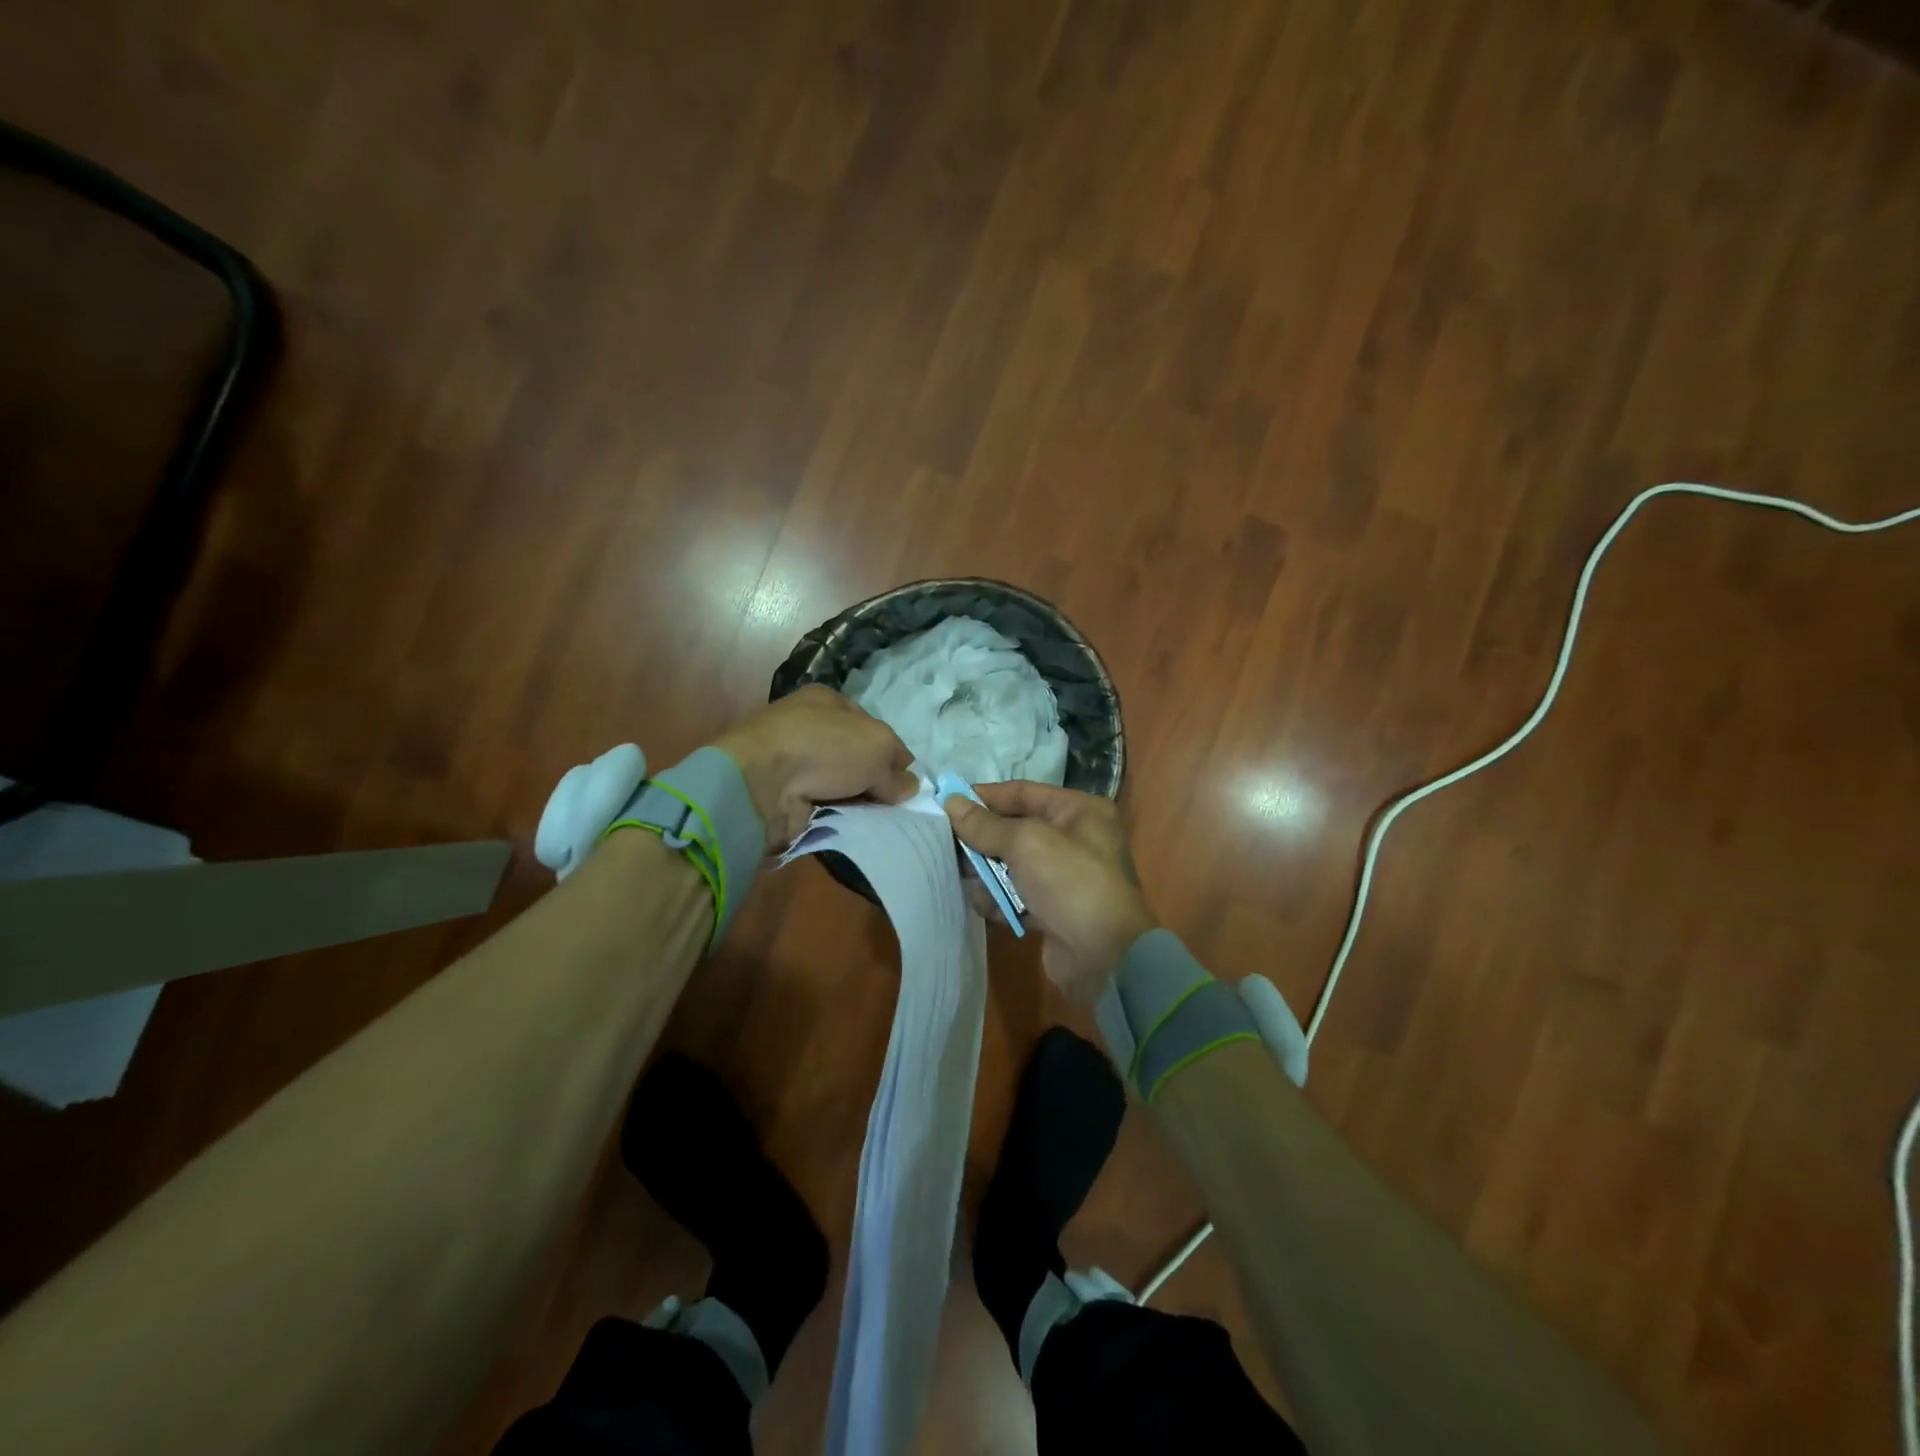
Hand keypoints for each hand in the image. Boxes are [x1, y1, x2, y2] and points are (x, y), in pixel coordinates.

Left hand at [714, 686, 918, 849]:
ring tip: (876, 821)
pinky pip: (818, 806)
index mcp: (826, 701)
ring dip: (854, 801)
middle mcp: (806, 726)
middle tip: (893, 805)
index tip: (906, 780)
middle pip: (853, 757)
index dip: (891, 753)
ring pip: (837, 784)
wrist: (761, 783)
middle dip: (873, 780)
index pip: (870, 726)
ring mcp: (789, 761)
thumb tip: (908, 787)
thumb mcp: (878, 747)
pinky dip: (833, 817)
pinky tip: (848, 828)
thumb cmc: (825, 747)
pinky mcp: (779, 794)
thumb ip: (896, 769)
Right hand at [943, 781, 1157, 1002]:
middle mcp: (1074, 838)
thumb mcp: (1025, 842)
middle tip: (945, 845)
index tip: (946, 803)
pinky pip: (1016, 896)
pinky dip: (999, 900)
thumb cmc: (1069, 881)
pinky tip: (986, 908)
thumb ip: (985, 824)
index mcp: (1078, 810)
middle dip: (981, 840)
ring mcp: (1064, 876)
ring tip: (965, 881)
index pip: (1022, 793)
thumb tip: (951, 802)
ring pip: (1011, 865)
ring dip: (986, 874)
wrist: (1103, 955)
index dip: (984, 797)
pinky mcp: (1053, 909)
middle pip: (1014, 830)